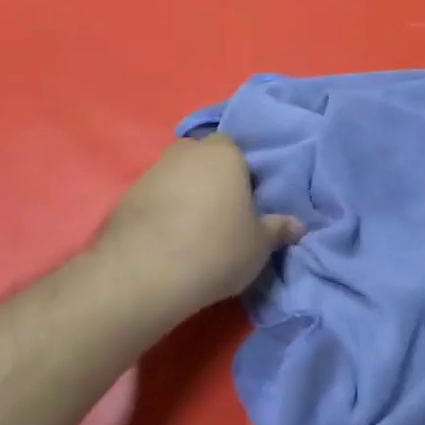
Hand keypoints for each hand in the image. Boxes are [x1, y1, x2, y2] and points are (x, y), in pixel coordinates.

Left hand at [94, 137, 303, 319]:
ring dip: (186, 197)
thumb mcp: (260, 245)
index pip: (237, 149)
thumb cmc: (217, 248)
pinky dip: (163, 213)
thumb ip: (278, 229)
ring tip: (195, 233)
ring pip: (178, 178)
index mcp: (223, 153)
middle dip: (213, 180)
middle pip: (204, 160)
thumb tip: (298, 225)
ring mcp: (152, 172)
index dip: (243, 174)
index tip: (248, 202)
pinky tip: (169, 241)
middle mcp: (186, 152)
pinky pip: (155, 199)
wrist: (146, 274)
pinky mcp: (126, 197)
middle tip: (224, 215)